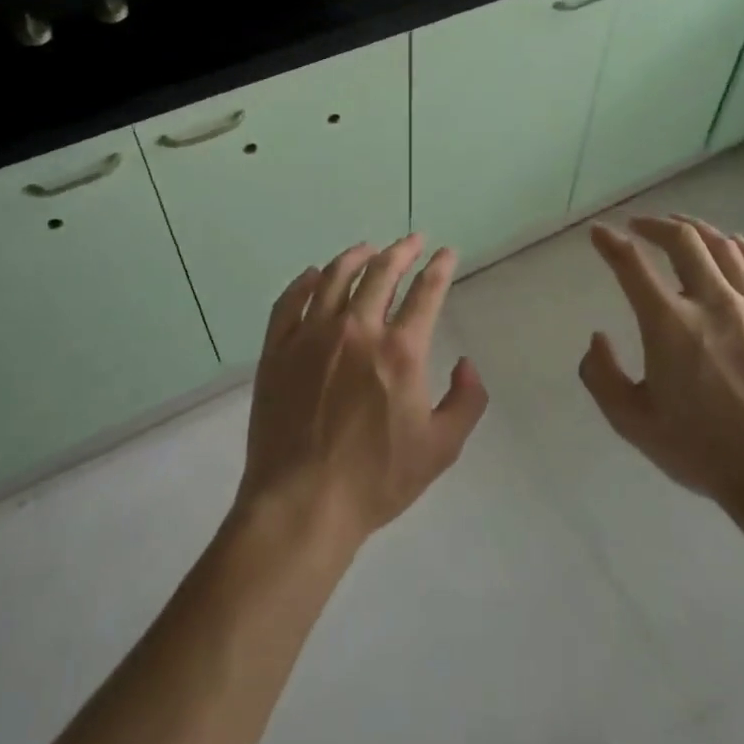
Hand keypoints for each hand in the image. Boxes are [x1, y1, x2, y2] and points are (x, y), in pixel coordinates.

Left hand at [237, 235, 488, 545]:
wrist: (302, 503)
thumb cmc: (376, 479)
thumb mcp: (441, 448)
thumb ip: (466, 401)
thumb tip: (466, 364)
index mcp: (399, 350)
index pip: (425, 292)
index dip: (440, 268)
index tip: (447, 253)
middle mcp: (356, 330)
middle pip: (381, 273)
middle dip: (401, 250)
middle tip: (412, 240)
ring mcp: (311, 336)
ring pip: (335, 278)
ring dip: (356, 257)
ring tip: (367, 248)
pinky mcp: (278, 350)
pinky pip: (290, 302)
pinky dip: (305, 282)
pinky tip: (313, 275)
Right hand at [581, 214, 743, 529]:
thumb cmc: (702, 451)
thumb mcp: (632, 423)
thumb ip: (601, 376)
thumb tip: (597, 338)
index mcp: (669, 325)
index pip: (632, 265)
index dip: (610, 243)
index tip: (598, 232)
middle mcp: (712, 303)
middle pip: (683, 241)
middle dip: (655, 225)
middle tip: (639, 226)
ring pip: (725, 249)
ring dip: (697, 230)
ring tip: (681, 227)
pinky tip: (734, 244)